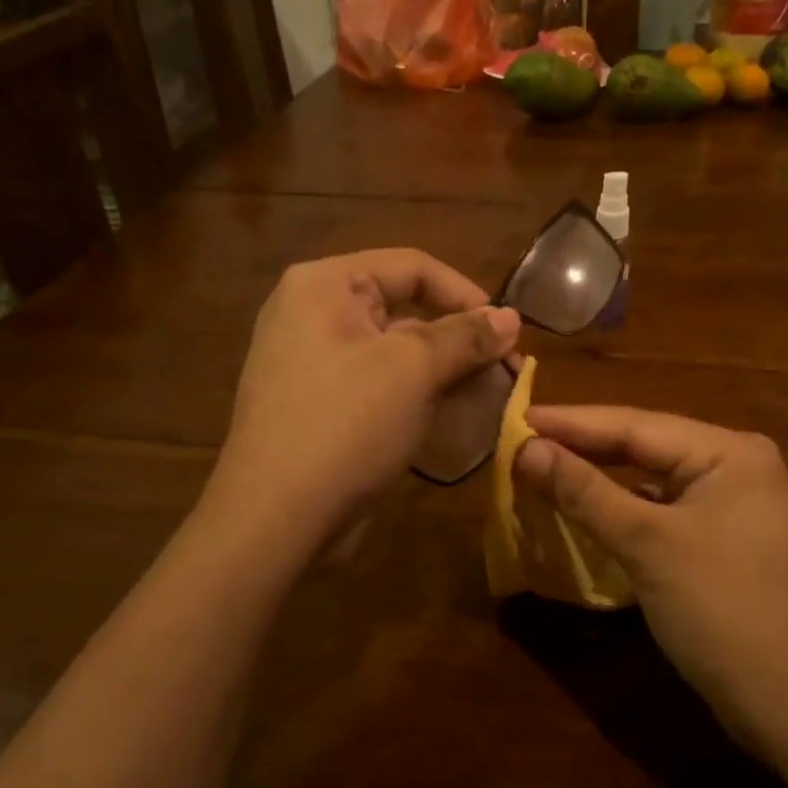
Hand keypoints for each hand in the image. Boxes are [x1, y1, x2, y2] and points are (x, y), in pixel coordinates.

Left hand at [210, 249, 519, 541]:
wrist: (275, 520)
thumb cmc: (346, 425)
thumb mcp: (413, 369)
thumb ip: (466, 336)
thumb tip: (512, 318)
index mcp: (325, 285)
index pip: (412, 267)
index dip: (467, 294)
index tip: (509, 333)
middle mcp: (314, 313)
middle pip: (405, 308)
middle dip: (460, 338)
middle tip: (506, 371)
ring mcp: (314, 363)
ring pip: (396, 352)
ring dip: (445, 370)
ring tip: (490, 396)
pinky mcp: (322, 405)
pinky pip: (381, 385)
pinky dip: (419, 395)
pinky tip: (454, 417)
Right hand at [515, 407, 787, 749]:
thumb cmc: (723, 613)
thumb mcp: (648, 546)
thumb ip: (586, 491)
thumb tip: (526, 448)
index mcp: (728, 451)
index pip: (635, 424)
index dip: (570, 422)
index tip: (517, 417)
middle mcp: (734, 465)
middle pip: (644, 445)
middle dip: (582, 445)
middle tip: (522, 439)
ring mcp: (732, 503)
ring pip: (650, 477)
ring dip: (599, 475)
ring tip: (543, 465)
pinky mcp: (722, 538)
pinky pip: (661, 508)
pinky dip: (622, 506)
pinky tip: (587, 506)